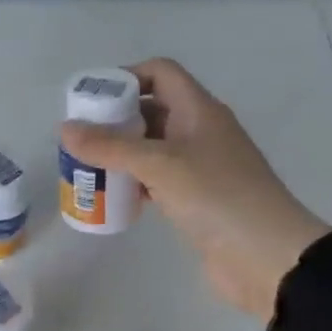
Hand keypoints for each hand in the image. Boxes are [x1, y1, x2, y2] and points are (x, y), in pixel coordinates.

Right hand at [59, 58, 331, 318]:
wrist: (267, 257)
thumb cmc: (216, 197)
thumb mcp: (159, 165)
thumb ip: (110, 146)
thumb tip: (65, 129)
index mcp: (199, 110)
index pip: (160, 73)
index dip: (126, 77)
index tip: (91, 100)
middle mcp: (200, 132)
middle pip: (152, 110)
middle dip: (114, 120)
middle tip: (79, 139)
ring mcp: (200, 167)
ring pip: (152, 148)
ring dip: (120, 155)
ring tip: (86, 168)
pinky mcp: (196, 200)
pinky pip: (157, 180)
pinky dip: (134, 183)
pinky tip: (112, 197)